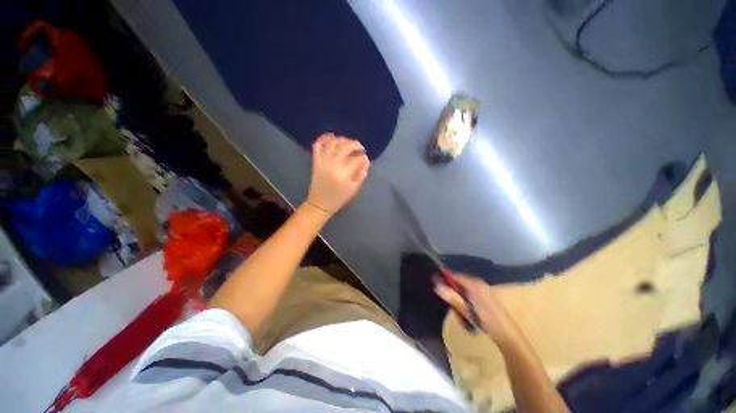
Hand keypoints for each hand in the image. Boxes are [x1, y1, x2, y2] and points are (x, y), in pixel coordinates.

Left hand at [306, 133, 369, 215]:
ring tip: (348, 144)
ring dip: (343, 140)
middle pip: (346, 146)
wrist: (319, 204)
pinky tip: (332, 138)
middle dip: (356, 144)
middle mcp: (333, 164)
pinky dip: (325, 138)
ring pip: (333, 142)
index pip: (357, 159)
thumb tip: (366, 161)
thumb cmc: (338, 198)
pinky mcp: (315, 160)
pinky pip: (318, 144)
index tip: (365, 159)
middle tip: (360, 148)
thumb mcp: (354, 189)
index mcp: (343, 174)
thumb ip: (361, 174)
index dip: (363, 157)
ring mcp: (322, 161)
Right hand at [434, 274, 519, 343]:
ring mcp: (485, 291)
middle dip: (453, 294)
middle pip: (460, 284)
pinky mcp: (488, 298)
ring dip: (460, 302)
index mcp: (475, 284)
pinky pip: (472, 296)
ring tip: (461, 317)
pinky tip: (469, 317)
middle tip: (451, 307)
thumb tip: (436, 285)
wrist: (508, 336)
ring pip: (465, 292)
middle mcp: (479, 284)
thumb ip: (451, 297)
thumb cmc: (486, 321)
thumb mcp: (466, 310)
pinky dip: (467, 304)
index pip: (455, 276)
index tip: (435, 284)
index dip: (445, 278)